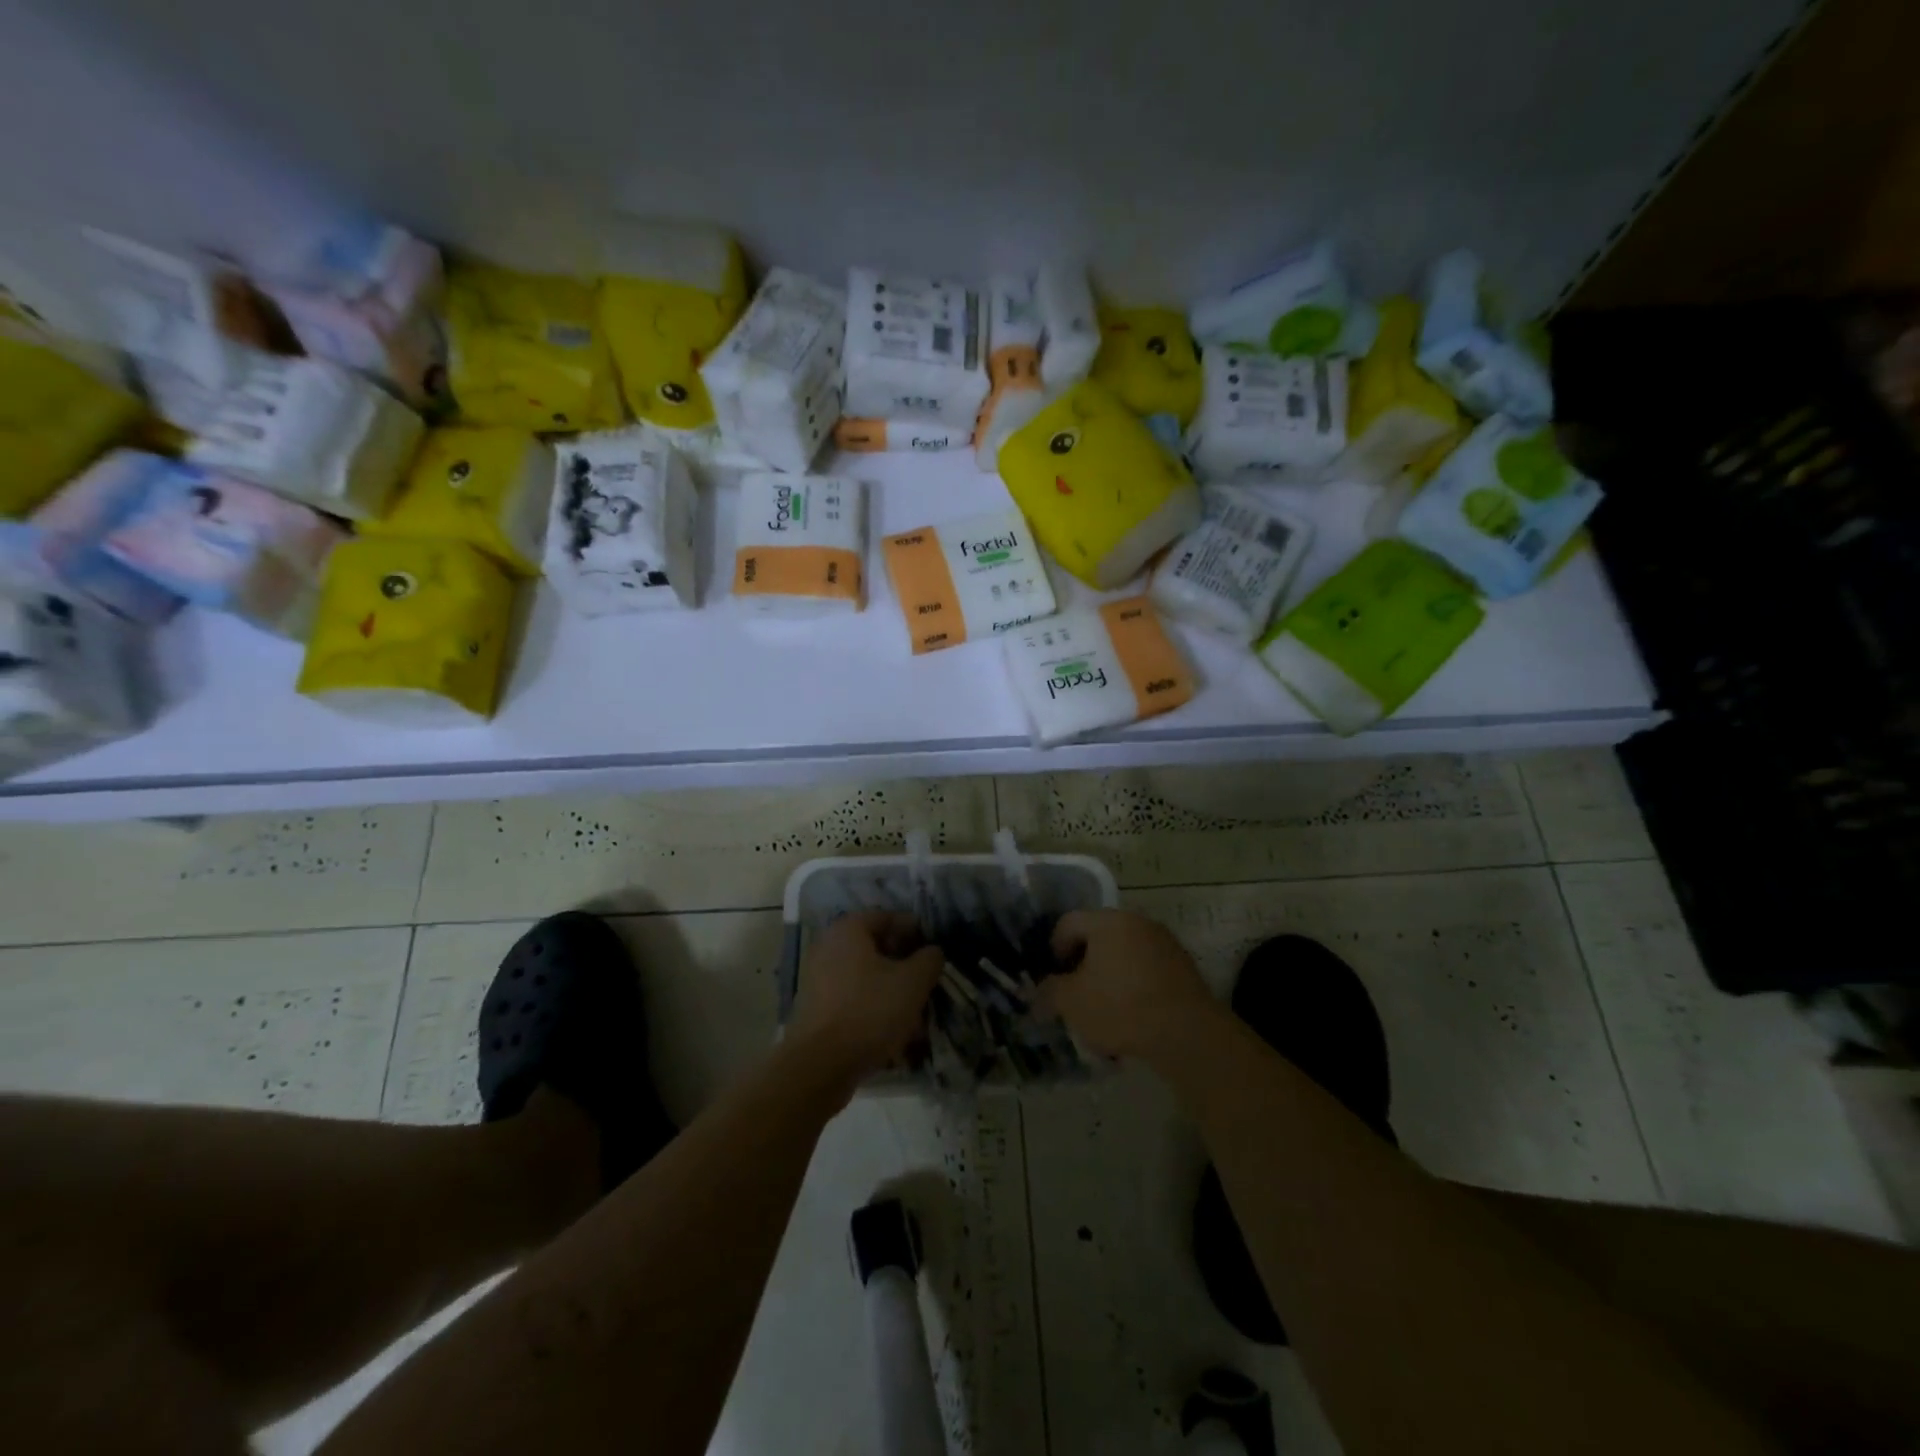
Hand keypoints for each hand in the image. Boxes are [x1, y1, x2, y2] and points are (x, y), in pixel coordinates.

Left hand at [787, 912, 942, 1092]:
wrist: (820, 1065)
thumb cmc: (870, 1010)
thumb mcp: (913, 981)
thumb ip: (929, 959)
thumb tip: (932, 952)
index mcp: (848, 930)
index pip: (888, 918)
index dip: (915, 932)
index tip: (935, 952)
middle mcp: (829, 948)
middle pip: (877, 950)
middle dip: (906, 968)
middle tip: (928, 985)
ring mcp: (820, 980)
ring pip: (868, 980)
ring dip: (894, 994)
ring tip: (919, 1019)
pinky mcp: (818, 1010)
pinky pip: (855, 1002)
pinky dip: (876, 1012)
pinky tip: (897, 1037)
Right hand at [1040, 909, 1215, 1060]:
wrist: (1187, 1033)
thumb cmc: (1120, 1007)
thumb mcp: (1071, 1002)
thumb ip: (1049, 992)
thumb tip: (1041, 991)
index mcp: (1106, 921)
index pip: (1068, 923)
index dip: (1054, 950)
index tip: (1054, 979)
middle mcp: (1137, 921)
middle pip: (1099, 936)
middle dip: (1084, 964)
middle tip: (1077, 994)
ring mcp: (1164, 942)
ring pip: (1125, 954)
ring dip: (1111, 975)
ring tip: (1106, 1009)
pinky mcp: (1184, 966)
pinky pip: (1148, 969)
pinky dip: (1135, 985)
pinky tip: (1134, 1016)